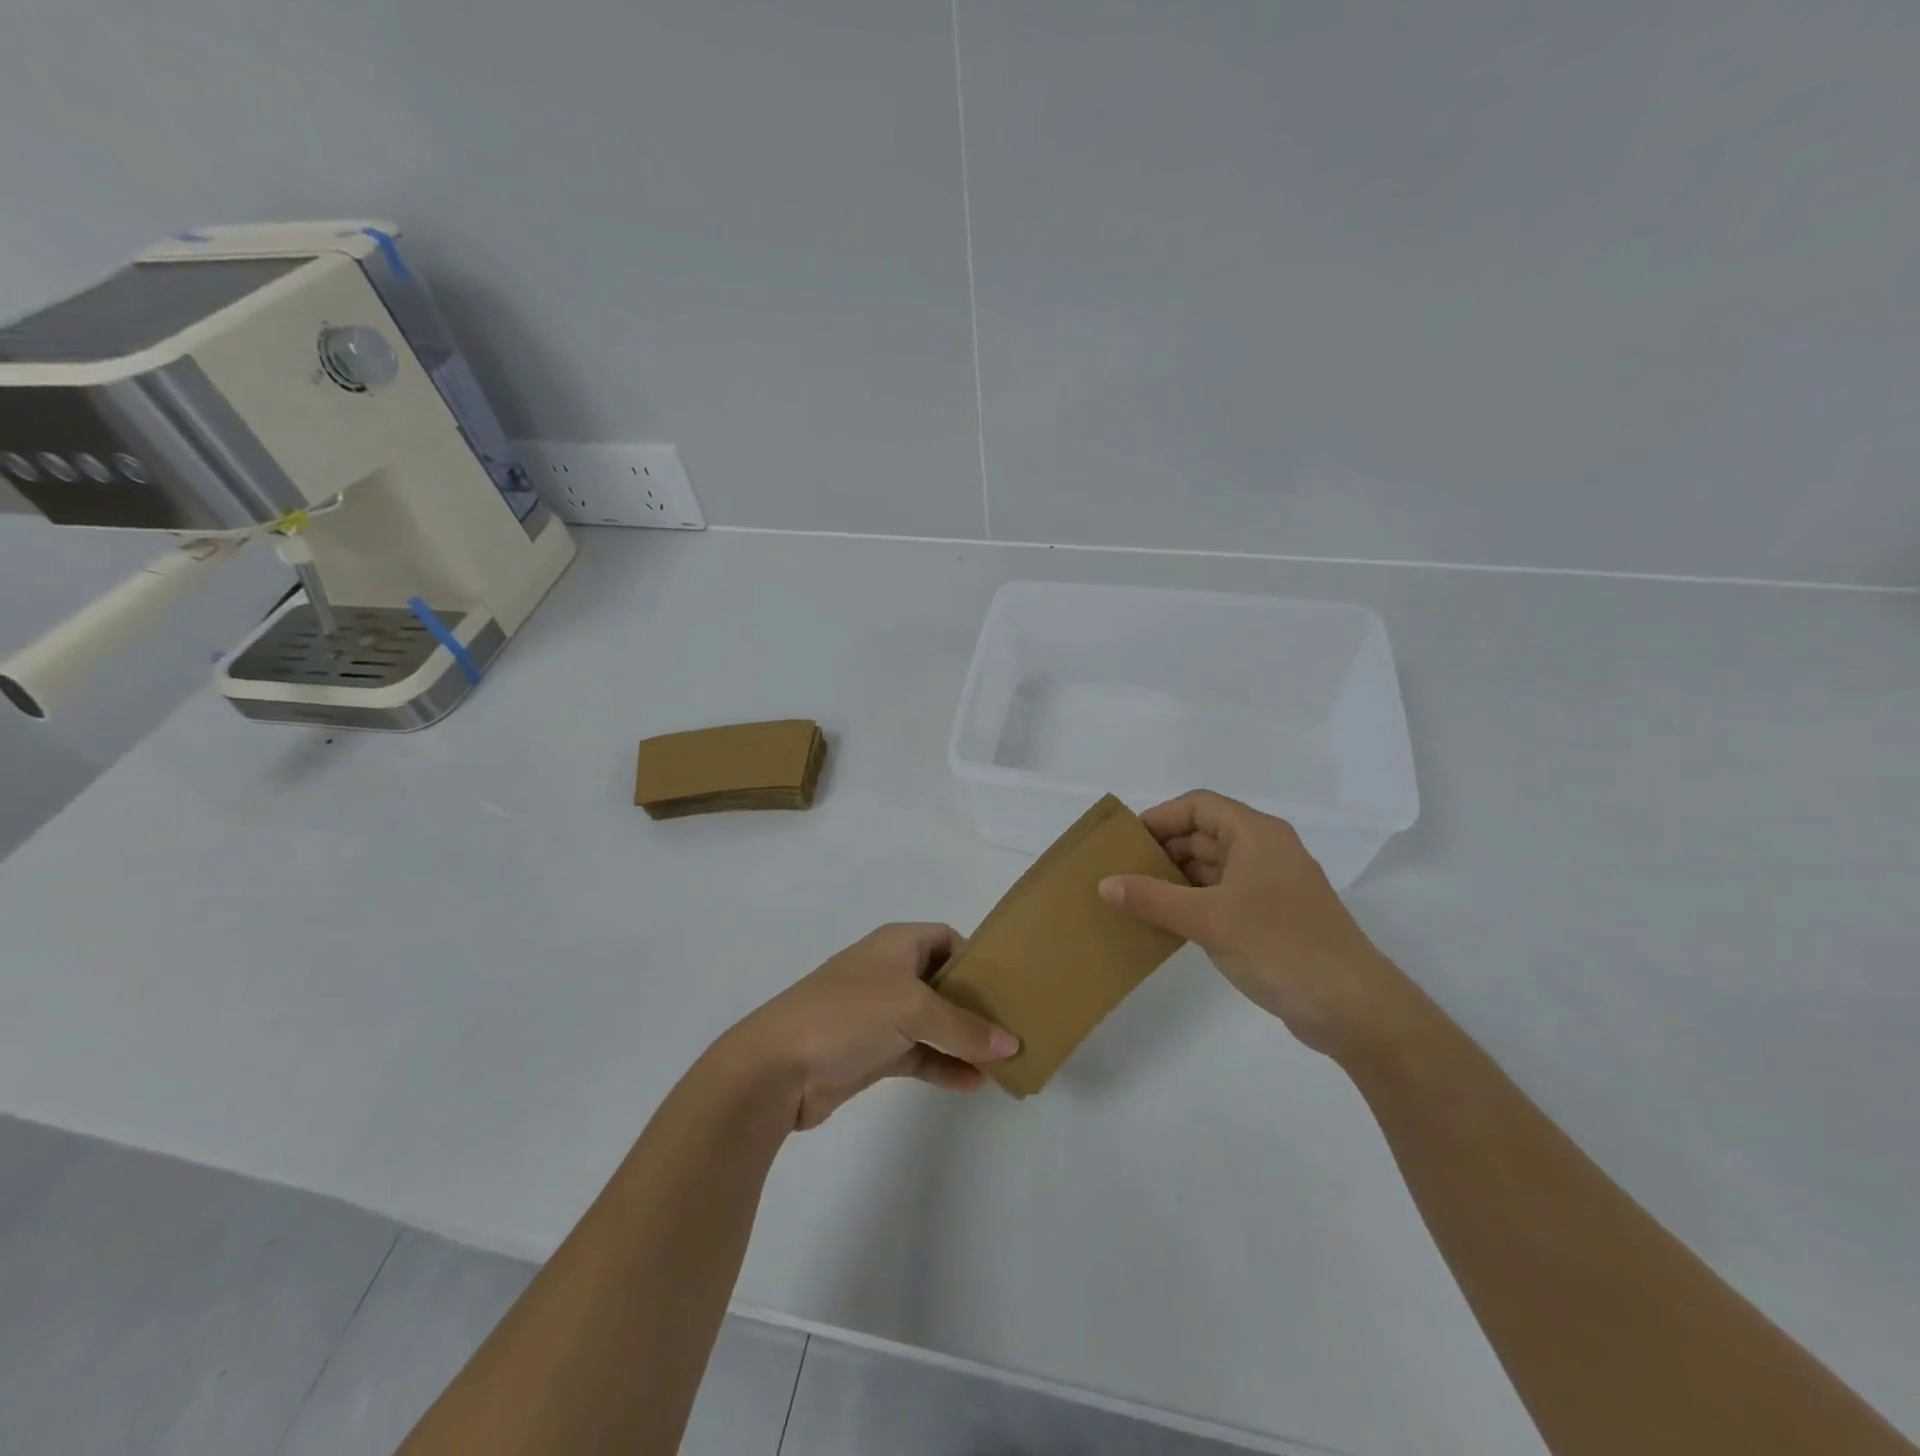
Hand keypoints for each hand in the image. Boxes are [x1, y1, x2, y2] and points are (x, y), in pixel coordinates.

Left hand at [723, 923, 1019, 1129]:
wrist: (777, 1067)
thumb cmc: (847, 1015)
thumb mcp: (912, 1009)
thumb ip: (963, 1026)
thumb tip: (1012, 1043)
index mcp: (896, 944)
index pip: (946, 939)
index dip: (975, 958)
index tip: (1007, 984)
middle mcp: (890, 973)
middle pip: (943, 982)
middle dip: (976, 1004)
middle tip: (1015, 1025)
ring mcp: (880, 1015)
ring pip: (934, 1022)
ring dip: (964, 1039)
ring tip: (1004, 1060)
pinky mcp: (873, 1053)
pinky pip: (919, 1055)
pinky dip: (945, 1065)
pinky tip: (975, 1083)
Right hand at [1099, 791, 1412, 1058]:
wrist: (1353, 1008)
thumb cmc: (1281, 946)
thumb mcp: (1209, 919)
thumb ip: (1153, 899)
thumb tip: (1105, 883)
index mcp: (1256, 834)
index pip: (1198, 806)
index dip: (1160, 817)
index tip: (1126, 842)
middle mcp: (1264, 851)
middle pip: (1204, 834)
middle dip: (1163, 849)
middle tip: (1121, 871)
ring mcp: (1270, 885)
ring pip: (1212, 867)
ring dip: (1175, 878)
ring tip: (1134, 897)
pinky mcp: (1271, 917)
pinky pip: (1222, 895)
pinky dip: (1193, 901)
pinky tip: (1165, 921)